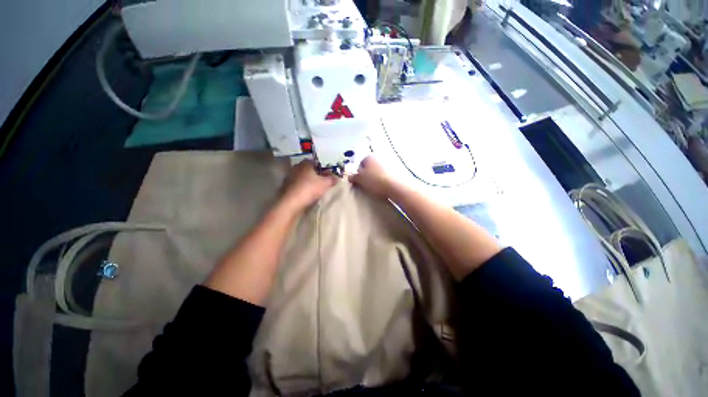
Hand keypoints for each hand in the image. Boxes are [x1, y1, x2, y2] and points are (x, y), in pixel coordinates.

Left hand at [280, 160, 336, 210]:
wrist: (290, 203)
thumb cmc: (309, 189)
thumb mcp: (325, 184)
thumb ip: (332, 179)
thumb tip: (337, 177)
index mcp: (305, 163)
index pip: (316, 162)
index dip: (323, 168)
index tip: (329, 174)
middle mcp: (296, 167)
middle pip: (309, 170)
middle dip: (316, 175)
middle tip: (324, 182)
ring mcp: (289, 177)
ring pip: (303, 178)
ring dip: (309, 182)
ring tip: (316, 189)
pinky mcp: (285, 187)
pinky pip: (297, 186)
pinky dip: (302, 188)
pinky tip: (307, 195)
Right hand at [349, 156, 397, 197]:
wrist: (398, 187)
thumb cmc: (376, 181)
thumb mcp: (360, 180)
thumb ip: (353, 177)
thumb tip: (350, 176)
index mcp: (369, 156)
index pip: (360, 164)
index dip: (359, 174)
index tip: (360, 183)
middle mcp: (380, 156)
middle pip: (371, 166)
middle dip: (368, 175)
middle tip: (368, 186)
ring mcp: (391, 161)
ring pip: (380, 170)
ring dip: (377, 177)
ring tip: (377, 188)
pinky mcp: (399, 169)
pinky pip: (388, 174)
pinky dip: (386, 179)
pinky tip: (386, 187)